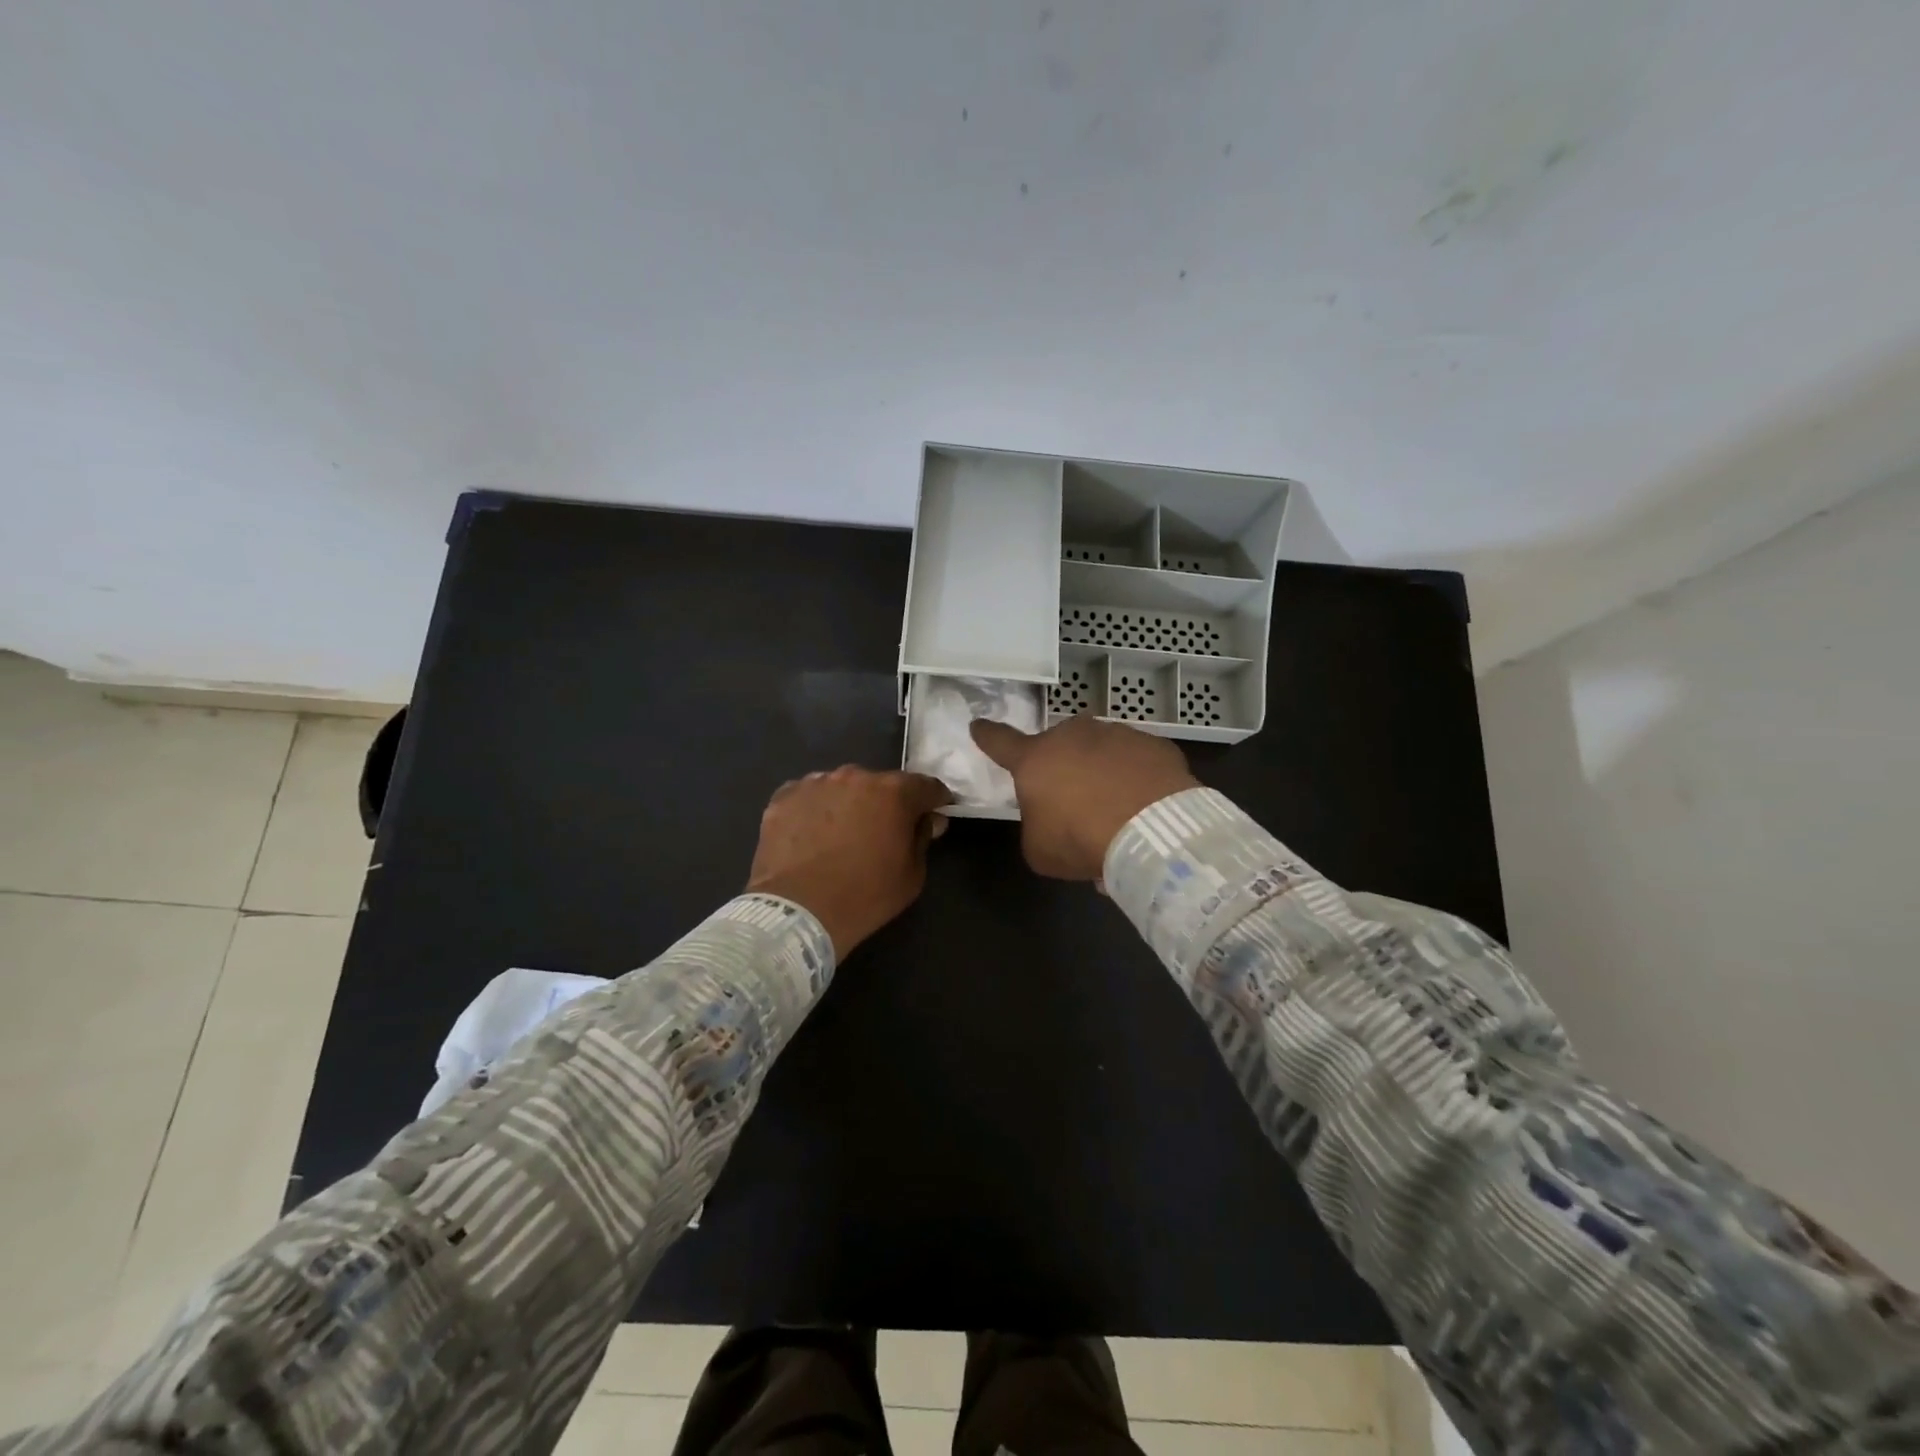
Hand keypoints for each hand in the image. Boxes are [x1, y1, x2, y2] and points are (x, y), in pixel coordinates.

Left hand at [746, 766, 953, 959]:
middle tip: (882, 830)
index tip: (936, 813)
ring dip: (848, 804)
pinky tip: (811, 836)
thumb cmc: (864, 896)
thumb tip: (928, 819)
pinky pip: (809, 797)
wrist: (798, 912)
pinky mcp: (784, 796)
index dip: (935, 800)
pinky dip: (815, 811)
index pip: (926, 786)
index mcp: (893, 792)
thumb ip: (923, 837)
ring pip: (842, 788)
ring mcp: (815, 783)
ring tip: (841, 834)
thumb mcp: (912, 875)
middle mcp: (855, 776)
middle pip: (880, 784)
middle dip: (887, 802)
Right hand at [969, 716, 1198, 879]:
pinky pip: (1136, 760)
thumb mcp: (1039, 848)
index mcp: (1035, 759)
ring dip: (1102, 772)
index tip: (978, 726)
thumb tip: (1050, 818)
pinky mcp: (1153, 744)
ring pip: (1101, 751)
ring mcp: (1116, 735)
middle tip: (1076, 802)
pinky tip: (1144, 805)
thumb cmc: (1081, 839)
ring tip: (1117, 811)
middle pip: (1059, 747)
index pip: (1000, 742)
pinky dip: (1136, 777)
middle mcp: (1073, 736)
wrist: (1153, 831)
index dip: (987, 735)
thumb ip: (1035, 825)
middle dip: (1062, 767)